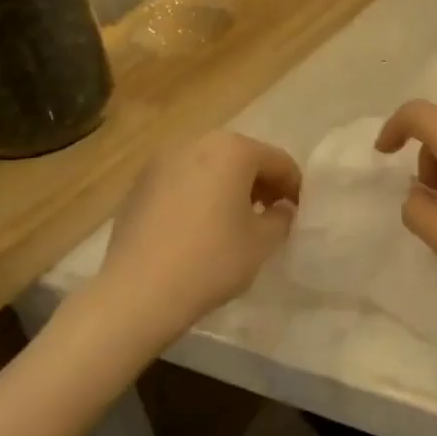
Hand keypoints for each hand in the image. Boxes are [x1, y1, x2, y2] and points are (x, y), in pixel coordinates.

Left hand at [100, 132, 301, 330]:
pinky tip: (199, 228)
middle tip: (269, 214)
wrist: (138, 292)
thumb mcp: (262, 242)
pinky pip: (182, 182)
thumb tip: (281, 208)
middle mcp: (196, 143)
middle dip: (260, 183)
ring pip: (209, 167)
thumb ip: (281, 218)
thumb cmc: (212, 260)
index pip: (278, 161)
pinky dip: (198, 195)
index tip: (299, 213)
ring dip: (228, 187)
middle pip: (241, 157)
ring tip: (234, 221)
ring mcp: (161, 162)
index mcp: (233, 149)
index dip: (294, 187)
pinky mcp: (138, 185)